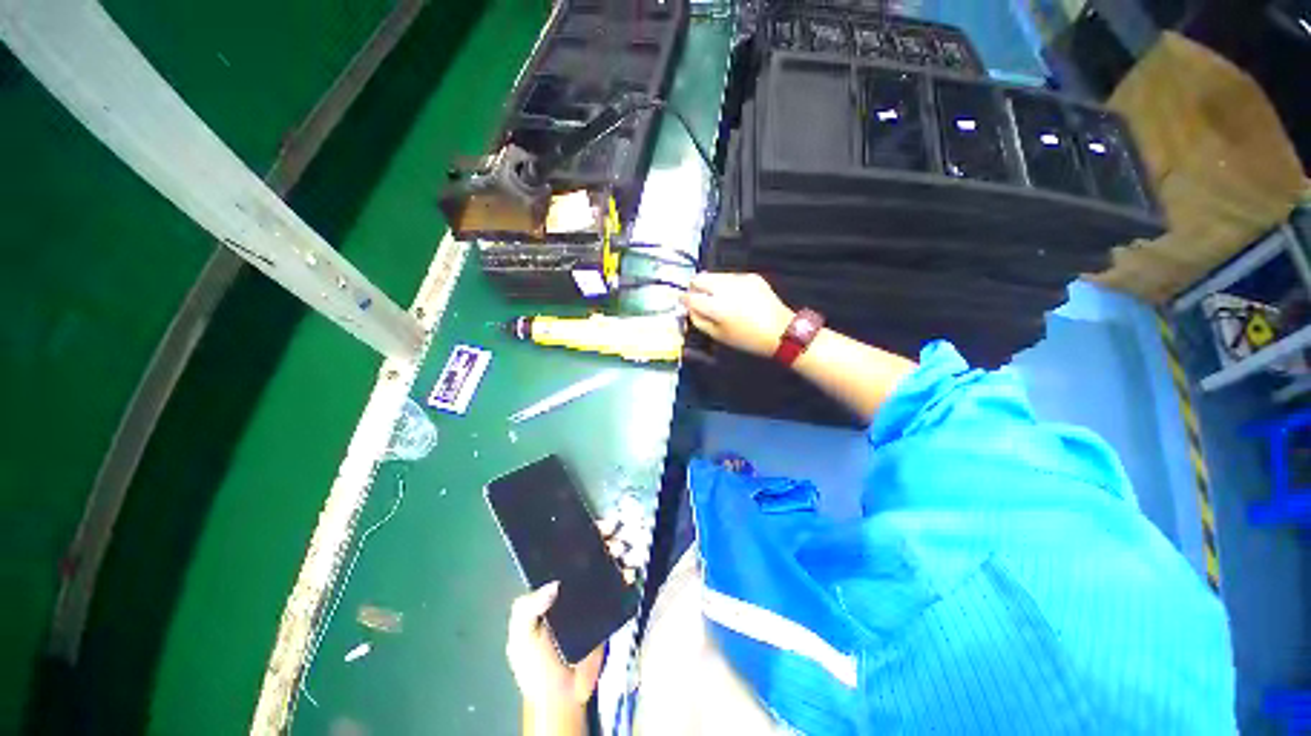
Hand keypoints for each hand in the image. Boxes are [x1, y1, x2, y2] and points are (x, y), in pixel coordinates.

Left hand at [505, 499, 651, 715]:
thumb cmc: (535, 664)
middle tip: (617, 537)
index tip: (598, 526)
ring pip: (607, 565)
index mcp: (550, 585)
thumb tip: (552, 584)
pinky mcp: (607, 609)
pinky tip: (631, 572)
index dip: (582, 535)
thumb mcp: (522, 637)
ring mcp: (592, 595)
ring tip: (626, 552)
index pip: (567, 552)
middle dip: (606, 540)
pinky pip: (619, 587)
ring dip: (619, 554)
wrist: (561, 696)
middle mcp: (573, 584)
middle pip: (591, 553)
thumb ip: (528, 610)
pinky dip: (627, 575)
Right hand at [683, 272, 794, 356]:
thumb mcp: (718, 335)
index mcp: (716, 306)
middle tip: (699, 299)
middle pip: (699, 278)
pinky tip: (735, 298)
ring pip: (714, 275)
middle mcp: (725, 288)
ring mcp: (739, 279)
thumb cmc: (747, 339)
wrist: (781, 331)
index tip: (684, 305)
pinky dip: (726, 285)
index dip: (684, 301)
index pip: (690, 296)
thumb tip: (688, 308)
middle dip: (695, 288)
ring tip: (718, 299)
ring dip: (710, 285)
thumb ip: (698, 320)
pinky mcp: (751, 276)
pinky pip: (730, 276)